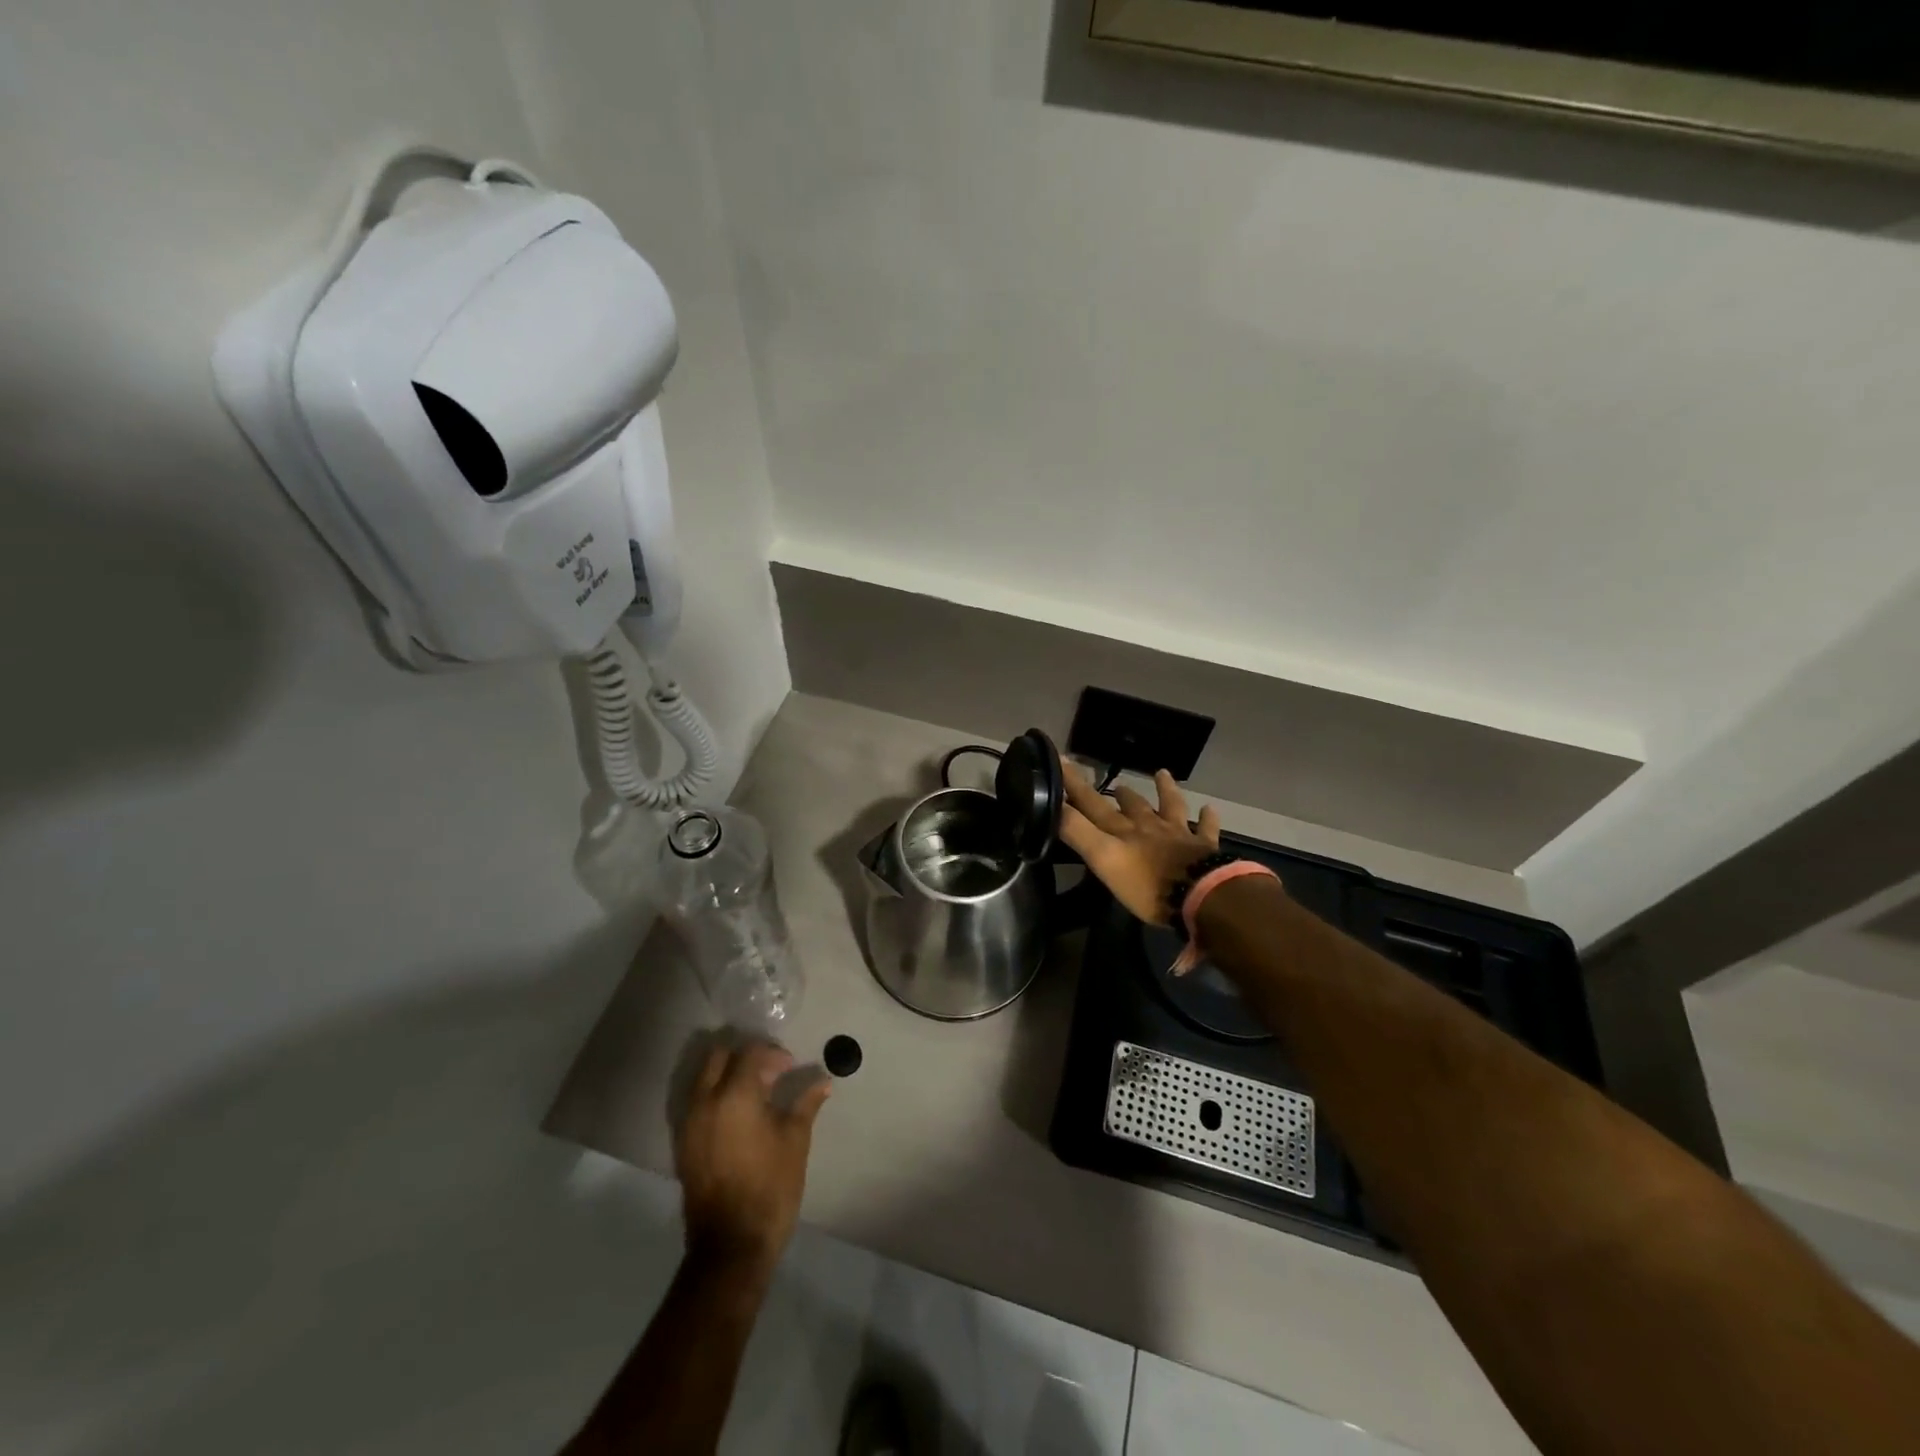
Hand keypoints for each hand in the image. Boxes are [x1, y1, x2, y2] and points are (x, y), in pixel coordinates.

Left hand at [675, 1040, 830, 1271]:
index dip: (773, 1054)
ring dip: (727, 1075)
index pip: (751, 1053)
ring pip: (703, 1078)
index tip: (791, 1068)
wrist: (732, 1244)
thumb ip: (806, 1103)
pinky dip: (715, 1097)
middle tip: (770, 1073)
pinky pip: (696, 1103)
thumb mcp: (795, 1139)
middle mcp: (705, 1102)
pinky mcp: (683, 1144)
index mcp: (735, 1095)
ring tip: (756, 1094)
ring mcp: (689, 1123)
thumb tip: (824, 1081)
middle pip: (719, 1056)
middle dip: (745, 1056)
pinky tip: (739, 1116)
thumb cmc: (771, 1186)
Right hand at [1059, 760, 1220, 924]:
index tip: (1061, 760)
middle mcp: (1149, 826)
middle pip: (1132, 805)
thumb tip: (1052, 805)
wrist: (1200, 895)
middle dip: (1120, 795)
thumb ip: (1078, 832)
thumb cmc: (1146, 884)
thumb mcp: (1103, 859)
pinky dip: (1207, 818)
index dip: (1075, 784)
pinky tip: (1209, 809)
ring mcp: (1179, 835)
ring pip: (1170, 807)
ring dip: (1165, 790)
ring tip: (1162, 773)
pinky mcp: (1204, 848)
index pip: (1092, 804)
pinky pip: (1206, 829)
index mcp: (1122, 831)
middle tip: (1116, 785)